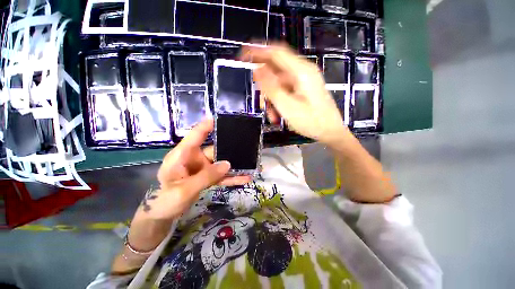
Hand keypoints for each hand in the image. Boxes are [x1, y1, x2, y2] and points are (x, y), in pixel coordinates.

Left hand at [127, 119, 250, 251]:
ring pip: (220, 164)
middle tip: (247, 147)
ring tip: (250, 166)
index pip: (195, 136)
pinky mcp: (206, 177)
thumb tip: (228, 164)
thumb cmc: (166, 200)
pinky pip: (221, 175)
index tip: (219, 119)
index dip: (206, 126)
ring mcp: (201, 168)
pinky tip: (244, 178)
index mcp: (182, 155)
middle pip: (214, 150)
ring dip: (234, 166)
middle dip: (229, 150)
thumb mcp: (184, 190)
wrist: (163, 215)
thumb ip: (206, 177)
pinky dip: (231, 177)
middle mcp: (194, 158)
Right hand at [241, 44, 349, 145]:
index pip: (276, 53)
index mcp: (301, 71)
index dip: (258, 51)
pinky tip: (278, 115)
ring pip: (279, 84)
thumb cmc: (311, 121)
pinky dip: (279, 102)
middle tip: (263, 104)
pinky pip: (285, 91)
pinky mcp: (303, 90)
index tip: (243, 56)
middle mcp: (302, 72)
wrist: (330, 132)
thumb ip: (271, 87)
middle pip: (275, 72)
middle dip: (266, 88)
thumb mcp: (287, 106)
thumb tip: (257, 69)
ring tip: (273, 116)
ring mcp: (303, 81)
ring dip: (272, 100)